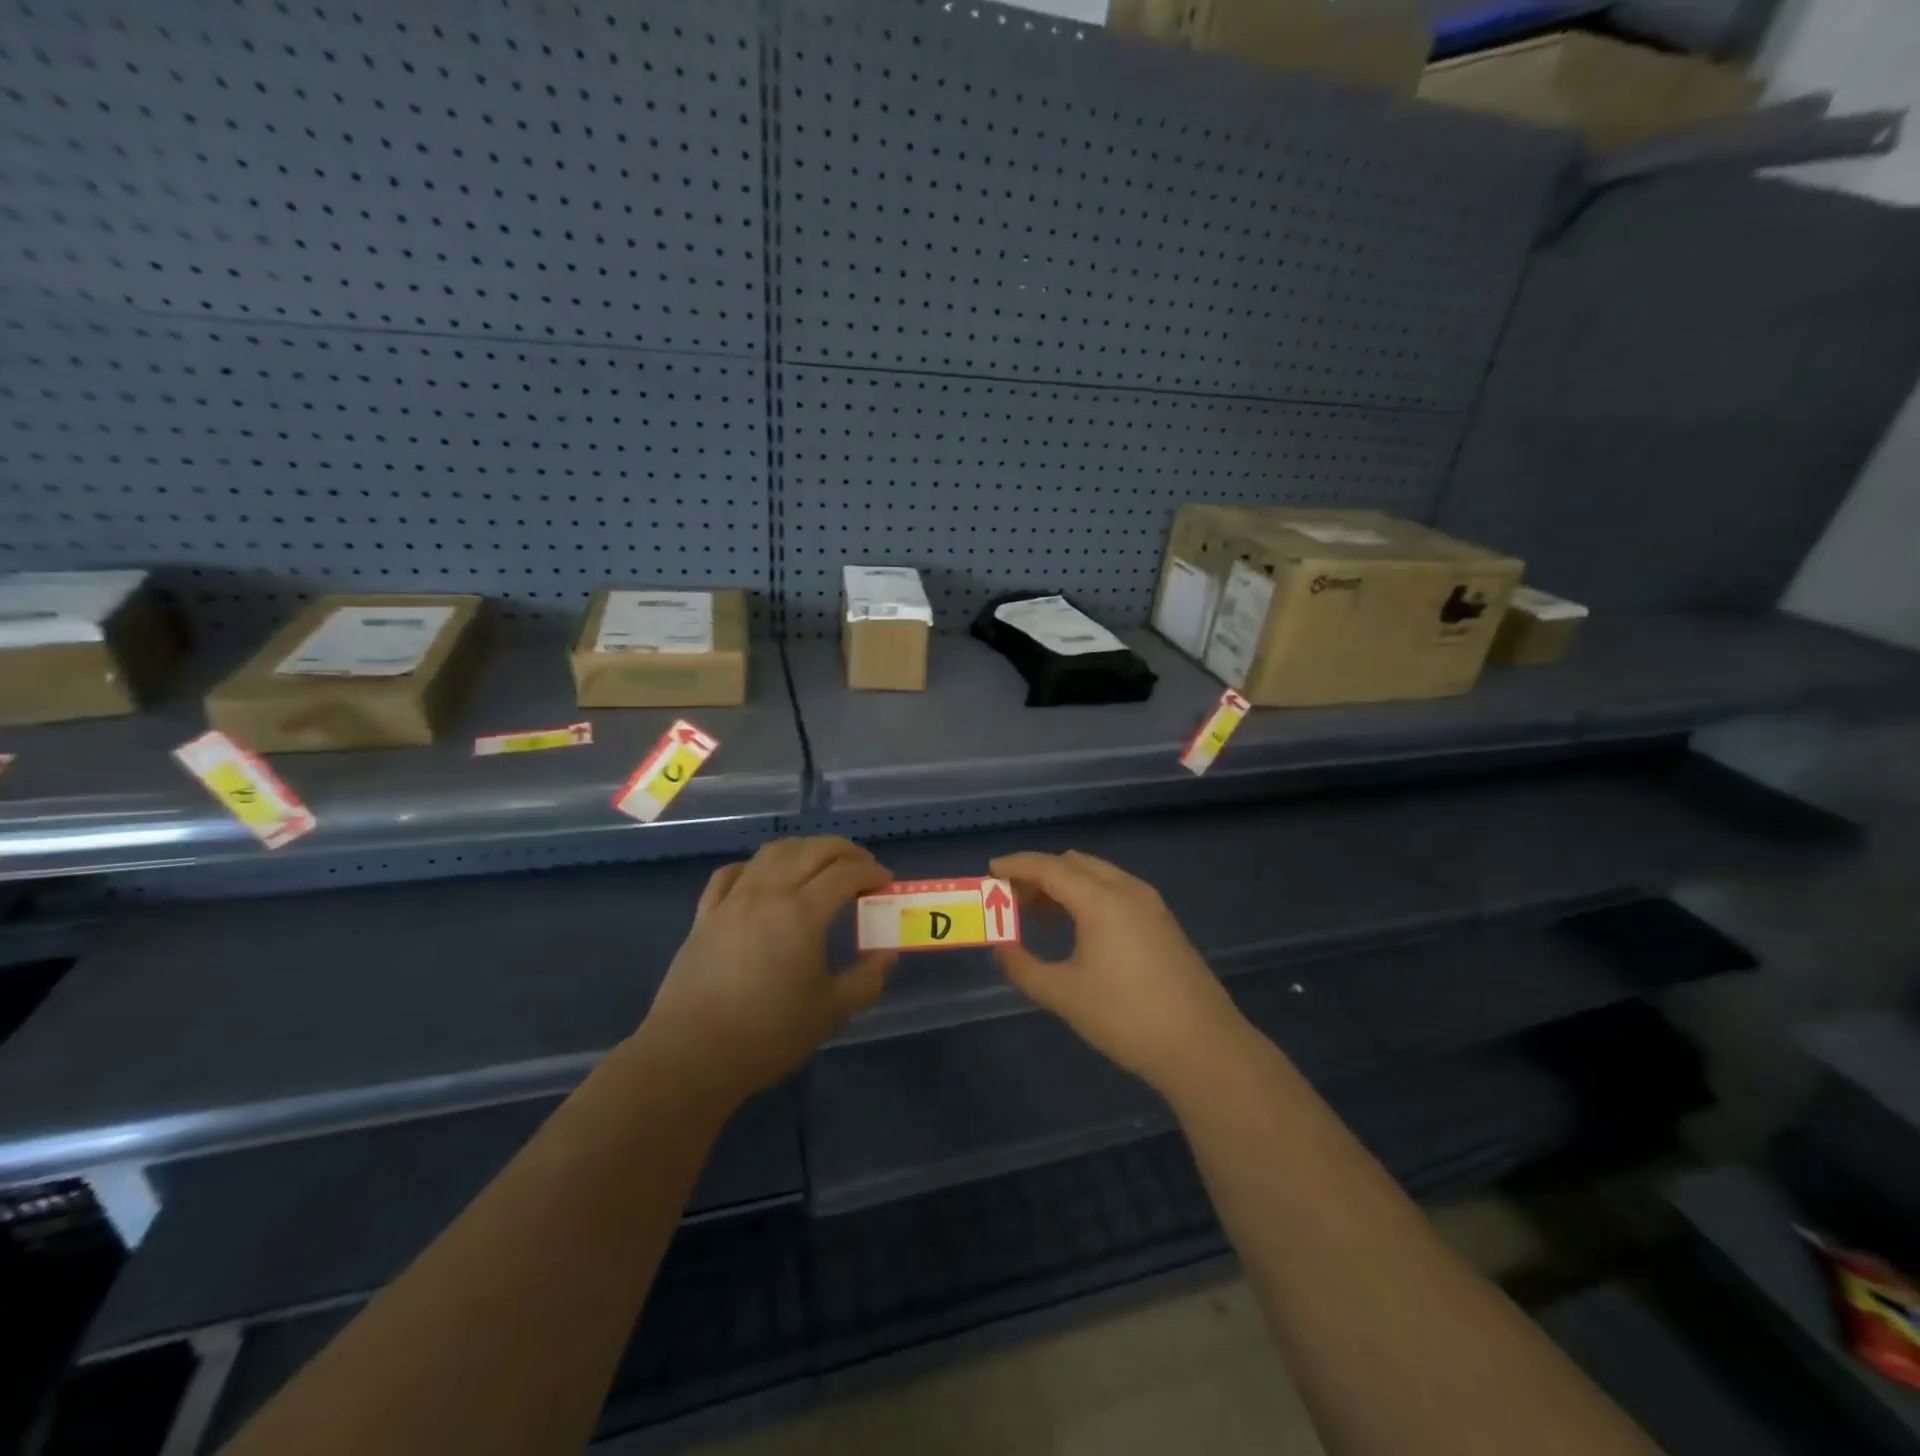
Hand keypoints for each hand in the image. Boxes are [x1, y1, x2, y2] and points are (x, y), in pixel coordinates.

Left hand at [640, 837, 894, 1109]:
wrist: (691, 1055)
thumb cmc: (768, 1034)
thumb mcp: (831, 1012)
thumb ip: (866, 980)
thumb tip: (888, 956)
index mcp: (802, 913)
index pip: (846, 874)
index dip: (872, 873)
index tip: (886, 883)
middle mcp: (768, 893)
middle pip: (812, 851)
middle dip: (844, 851)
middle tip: (863, 867)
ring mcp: (732, 900)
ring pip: (772, 853)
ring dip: (803, 849)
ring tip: (820, 864)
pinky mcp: (705, 915)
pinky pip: (731, 874)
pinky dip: (755, 866)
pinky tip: (763, 878)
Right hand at [990, 850, 1245, 1096]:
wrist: (1202, 1047)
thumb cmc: (1126, 1018)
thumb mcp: (1064, 995)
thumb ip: (1022, 968)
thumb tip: (1000, 950)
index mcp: (1100, 900)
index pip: (1049, 867)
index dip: (1016, 865)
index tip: (991, 870)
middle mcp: (1127, 889)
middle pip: (1074, 863)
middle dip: (1039, 873)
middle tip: (1012, 898)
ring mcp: (1150, 904)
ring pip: (1098, 874)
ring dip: (1065, 884)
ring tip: (1040, 915)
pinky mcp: (1163, 922)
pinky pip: (1116, 890)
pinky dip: (1088, 895)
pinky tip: (1078, 928)